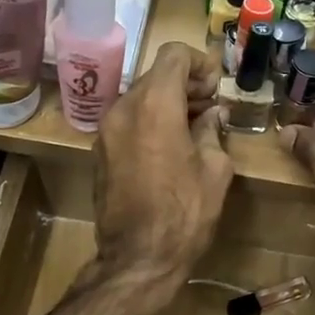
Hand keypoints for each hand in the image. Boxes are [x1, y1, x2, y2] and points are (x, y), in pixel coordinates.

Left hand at [89, 43, 232, 297]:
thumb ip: (212, 131)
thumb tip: (211, 115)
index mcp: (154, 105)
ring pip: (139, 98)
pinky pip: (127, 121)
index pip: (173, 55)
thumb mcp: (215, 170)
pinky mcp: (99, 152)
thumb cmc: (184, 214)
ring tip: (194, 127)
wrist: (138, 259)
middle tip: (210, 106)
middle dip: (185, 84)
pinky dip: (149, 121)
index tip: (216, 86)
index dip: (199, 63)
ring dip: (167, 103)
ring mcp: (106, 131)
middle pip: (155, 75)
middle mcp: (122, 109)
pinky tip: (170, 146)